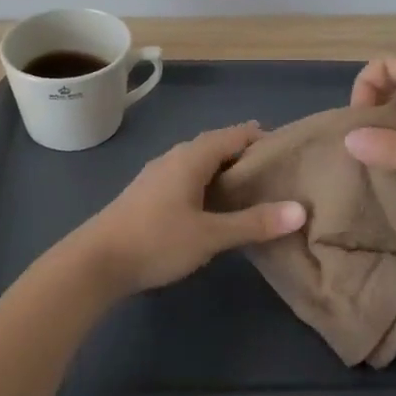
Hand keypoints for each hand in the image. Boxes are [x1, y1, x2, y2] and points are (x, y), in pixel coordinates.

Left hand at [65, 123, 306, 295]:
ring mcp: (157, 175)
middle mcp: (174, 157)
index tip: (288, 153)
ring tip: (252, 191)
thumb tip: (300, 210)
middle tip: (276, 174)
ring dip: (225, 171)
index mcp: (191, 157)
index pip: (234, 134)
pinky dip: (207, 184)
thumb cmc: (156, 241)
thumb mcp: (210, 235)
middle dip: (245, 155)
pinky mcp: (148, 194)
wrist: (95, 261)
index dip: (261, 138)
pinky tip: (215, 207)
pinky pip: (187, 177)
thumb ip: (254, 223)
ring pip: (200, 163)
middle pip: (217, 146)